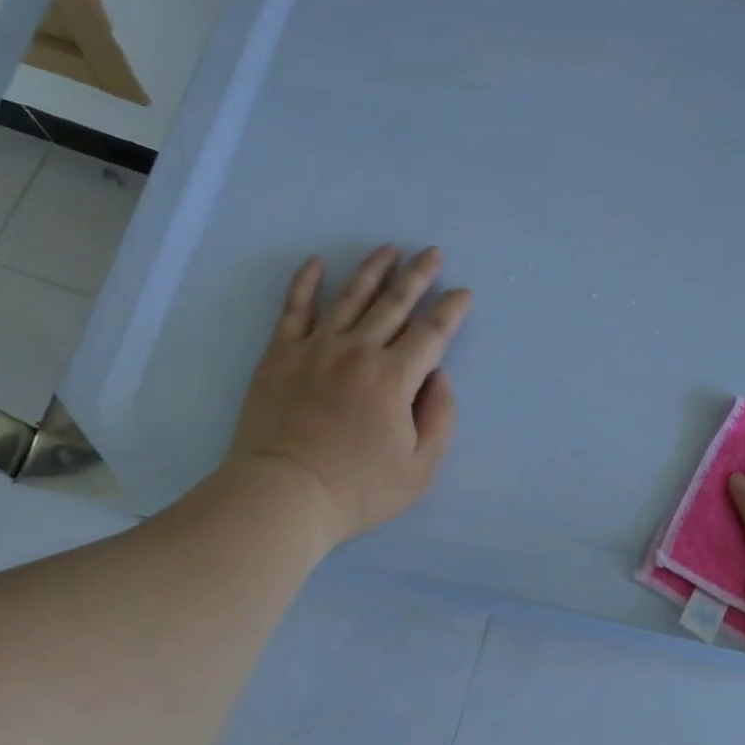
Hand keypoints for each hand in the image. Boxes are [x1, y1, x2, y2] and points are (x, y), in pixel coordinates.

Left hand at [224, 245, 471, 545]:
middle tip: (433, 252)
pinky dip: (305, 282)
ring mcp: (316, 348)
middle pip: (395, 303)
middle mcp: (358, 351)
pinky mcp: (281, 354)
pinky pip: (295, 308)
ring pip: (351, 296)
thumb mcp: (419, 468)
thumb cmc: (357, 490)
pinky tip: (316, 262)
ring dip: (373, 269)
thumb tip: (439, 376)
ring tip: (388, 248)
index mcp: (394, 378)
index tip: (463, 292)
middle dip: (419, 275)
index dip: (452, 310)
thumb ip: (440, 418)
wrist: (282, 496)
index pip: (432, 333)